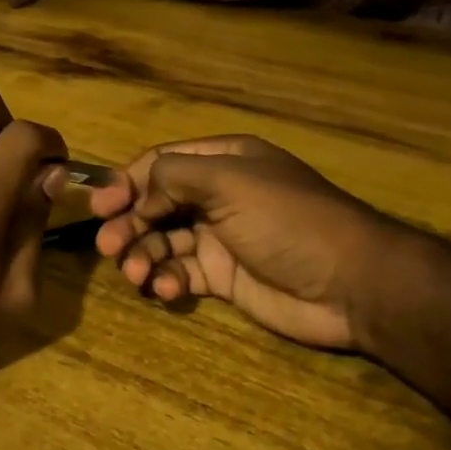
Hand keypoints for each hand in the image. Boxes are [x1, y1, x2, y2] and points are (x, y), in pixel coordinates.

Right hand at [89, 136, 396, 349]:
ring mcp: (221, 237)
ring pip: (164, 240)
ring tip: (137, 272)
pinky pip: (182, 272)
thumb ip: (174, 175)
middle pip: (156, 203)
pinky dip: (167, 279)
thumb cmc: (286, 219)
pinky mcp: (225, 277)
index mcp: (223, 160)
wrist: (351, 284)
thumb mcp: (228, 180)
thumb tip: (137, 192)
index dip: (126, 182)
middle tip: (108, 247)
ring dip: (143, 253)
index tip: (100, 207)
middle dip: (129, 222)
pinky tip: (167, 289)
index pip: (160, 163)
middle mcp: (218, 194)